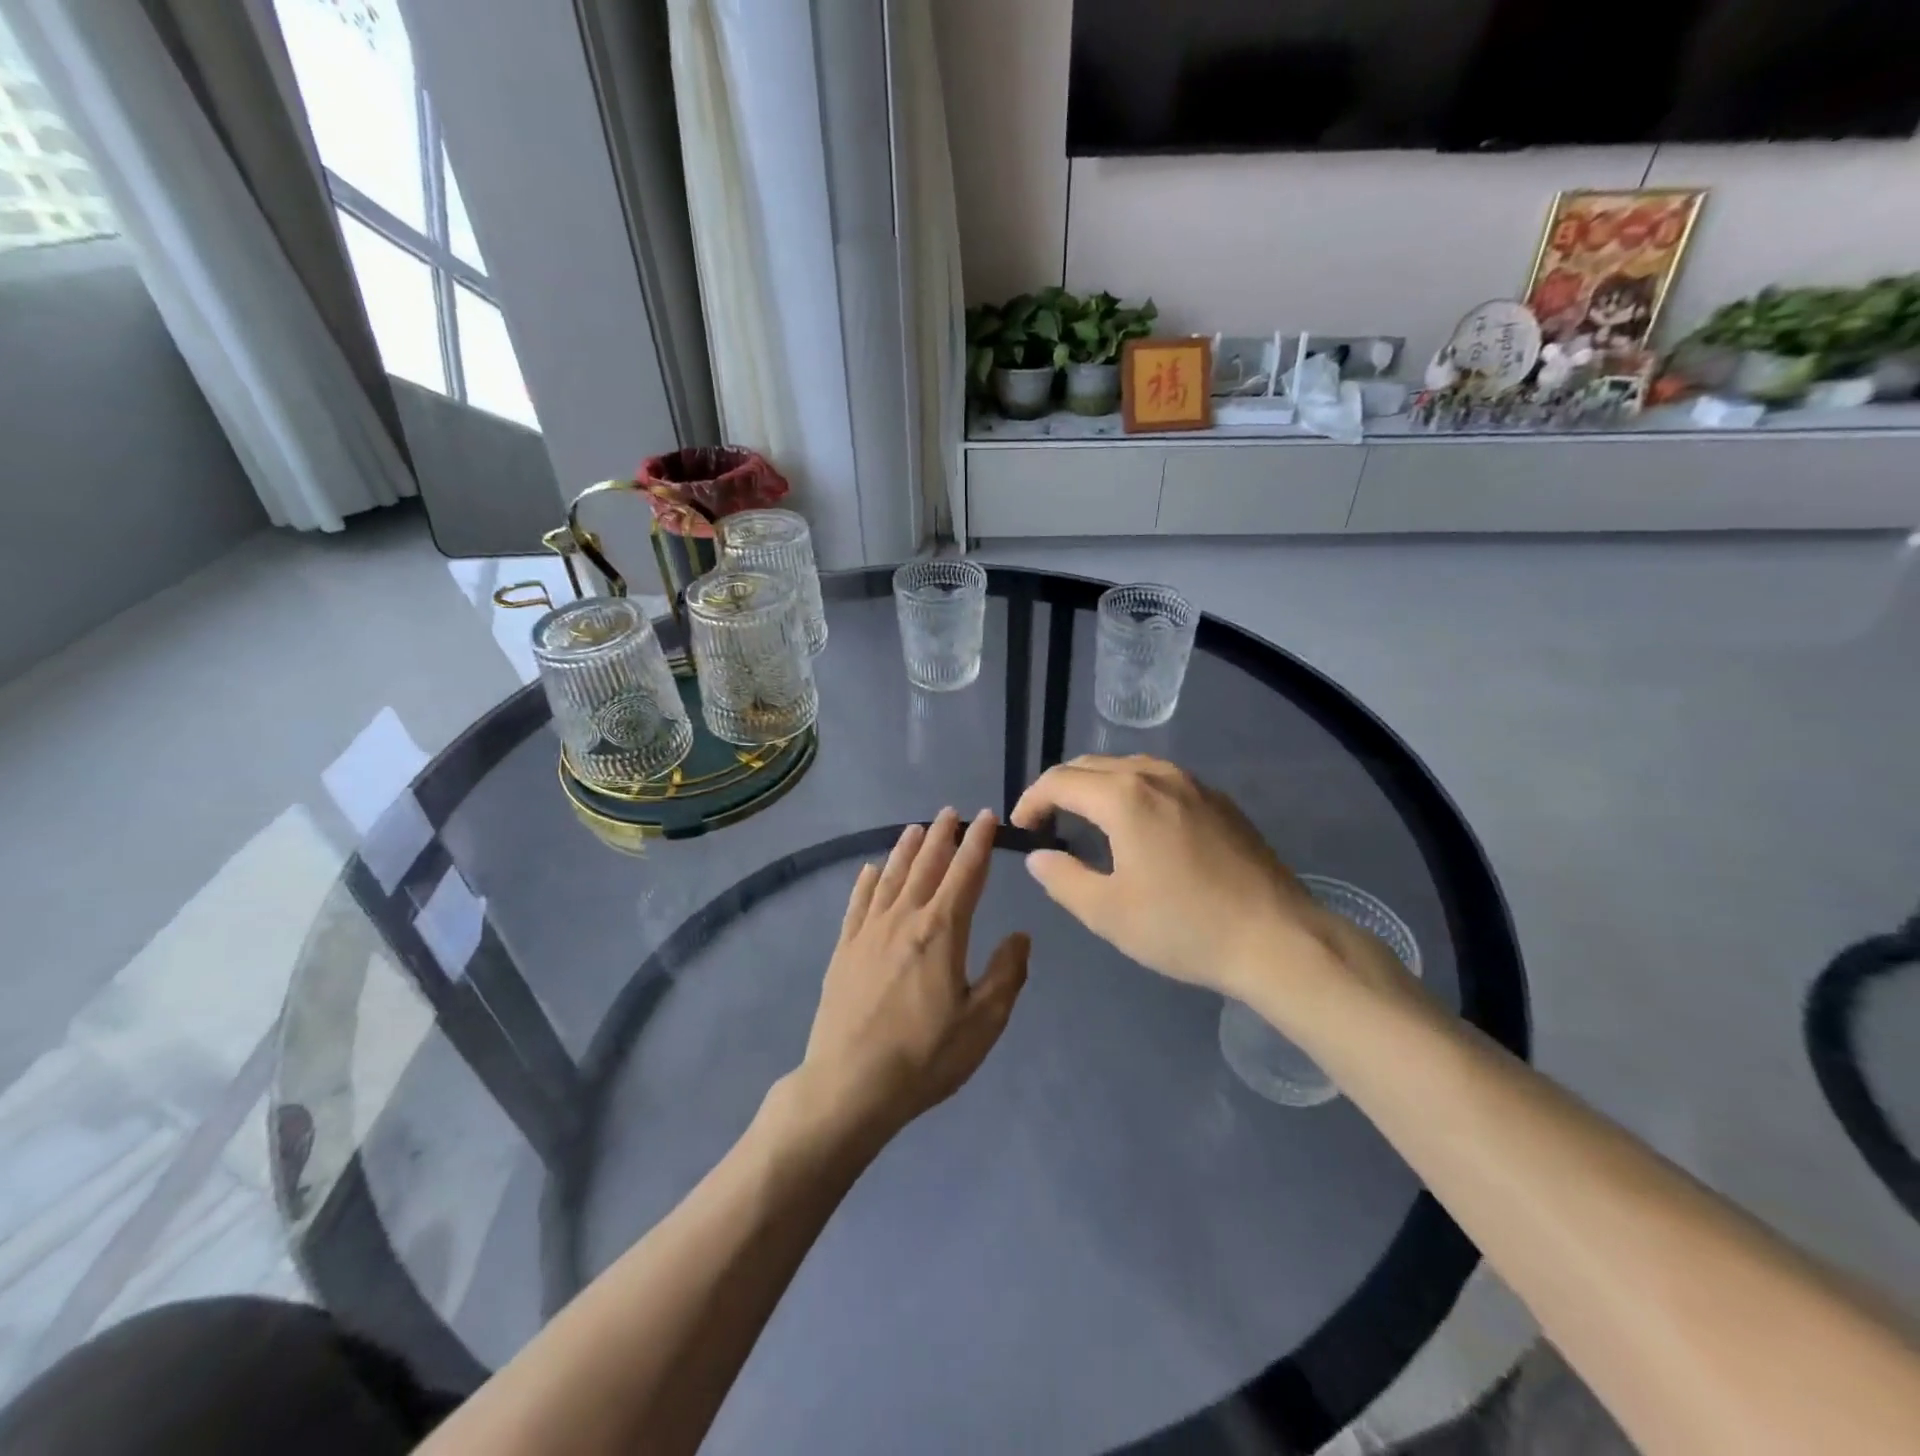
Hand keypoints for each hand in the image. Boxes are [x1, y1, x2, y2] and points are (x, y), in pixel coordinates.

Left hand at [796, 808, 1028, 1141]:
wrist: (850, 1084)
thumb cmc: (925, 1057)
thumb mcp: (983, 1022)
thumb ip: (1006, 973)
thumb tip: (1020, 935)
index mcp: (942, 931)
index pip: (966, 873)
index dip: (979, 842)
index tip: (987, 816)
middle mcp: (904, 919)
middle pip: (926, 866)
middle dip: (942, 836)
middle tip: (951, 812)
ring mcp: (868, 932)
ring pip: (891, 877)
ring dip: (905, 849)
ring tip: (916, 828)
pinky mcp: (843, 949)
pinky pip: (857, 903)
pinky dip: (867, 881)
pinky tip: (870, 870)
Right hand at [1011, 756, 1407, 1009]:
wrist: (1278, 939)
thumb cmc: (1184, 927)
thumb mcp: (1108, 912)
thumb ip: (1062, 878)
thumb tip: (1039, 856)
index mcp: (1124, 797)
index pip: (1059, 781)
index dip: (1031, 801)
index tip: (1022, 830)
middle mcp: (1157, 775)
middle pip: (1091, 766)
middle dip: (1060, 789)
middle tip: (1047, 825)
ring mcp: (1193, 784)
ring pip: (1128, 768)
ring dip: (1097, 787)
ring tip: (1087, 822)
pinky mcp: (1219, 800)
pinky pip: (1160, 780)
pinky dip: (1132, 792)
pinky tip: (1139, 828)